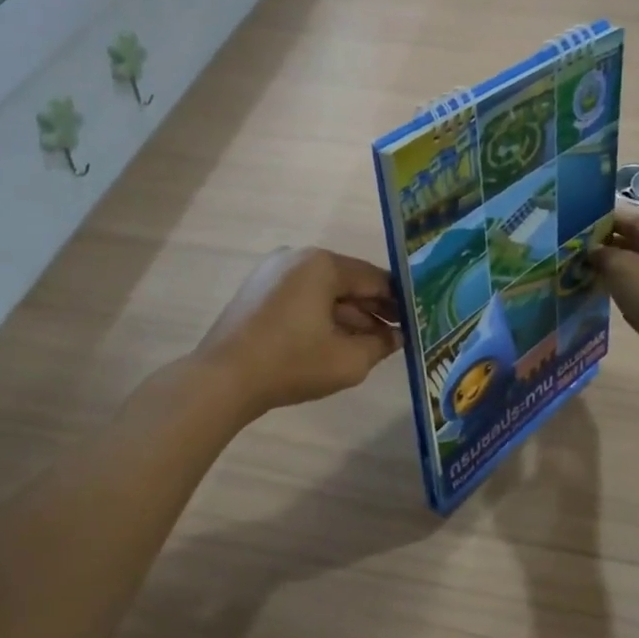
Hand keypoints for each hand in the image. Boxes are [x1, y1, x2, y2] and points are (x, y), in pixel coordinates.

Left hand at [196, 248, 402, 415]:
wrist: (223, 380)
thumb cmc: (292, 364)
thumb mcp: (348, 360)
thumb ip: (381, 345)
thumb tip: (397, 337)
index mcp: (322, 264)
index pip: (375, 279)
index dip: (398, 302)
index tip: (416, 321)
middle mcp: (297, 257)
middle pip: (348, 282)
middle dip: (373, 310)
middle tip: (397, 336)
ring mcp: (273, 272)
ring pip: (324, 292)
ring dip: (348, 316)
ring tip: (371, 344)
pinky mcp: (258, 291)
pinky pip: (302, 298)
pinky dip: (322, 316)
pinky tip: (337, 342)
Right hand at [590, 213, 638, 380]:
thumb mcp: (622, 265)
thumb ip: (604, 254)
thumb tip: (593, 252)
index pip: (636, 223)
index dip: (610, 221)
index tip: (583, 227)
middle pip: (636, 249)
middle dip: (608, 248)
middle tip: (578, 253)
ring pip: (634, 276)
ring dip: (612, 274)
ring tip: (583, 275)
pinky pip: (635, 300)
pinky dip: (619, 298)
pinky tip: (601, 300)